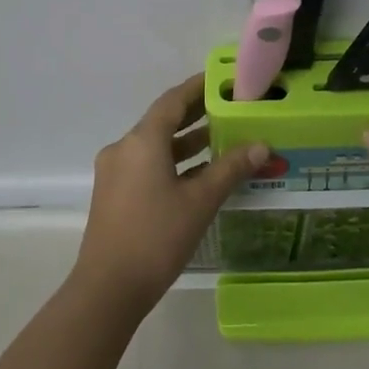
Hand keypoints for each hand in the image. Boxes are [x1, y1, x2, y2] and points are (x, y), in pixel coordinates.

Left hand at [77, 75, 268, 307]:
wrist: (108, 288)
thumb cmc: (156, 237)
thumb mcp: (200, 201)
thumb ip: (230, 168)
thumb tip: (260, 144)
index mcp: (141, 142)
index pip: (173, 101)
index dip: (197, 87)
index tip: (222, 80)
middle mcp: (124, 148)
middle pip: (163, 121)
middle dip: (195, 113)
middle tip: (230, 106)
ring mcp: (115, 172)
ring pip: (155, 146)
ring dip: (186, 141)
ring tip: (222, 137)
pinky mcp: (114, 194)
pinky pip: (147, 165)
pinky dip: (173, 162)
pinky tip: (200, 172)